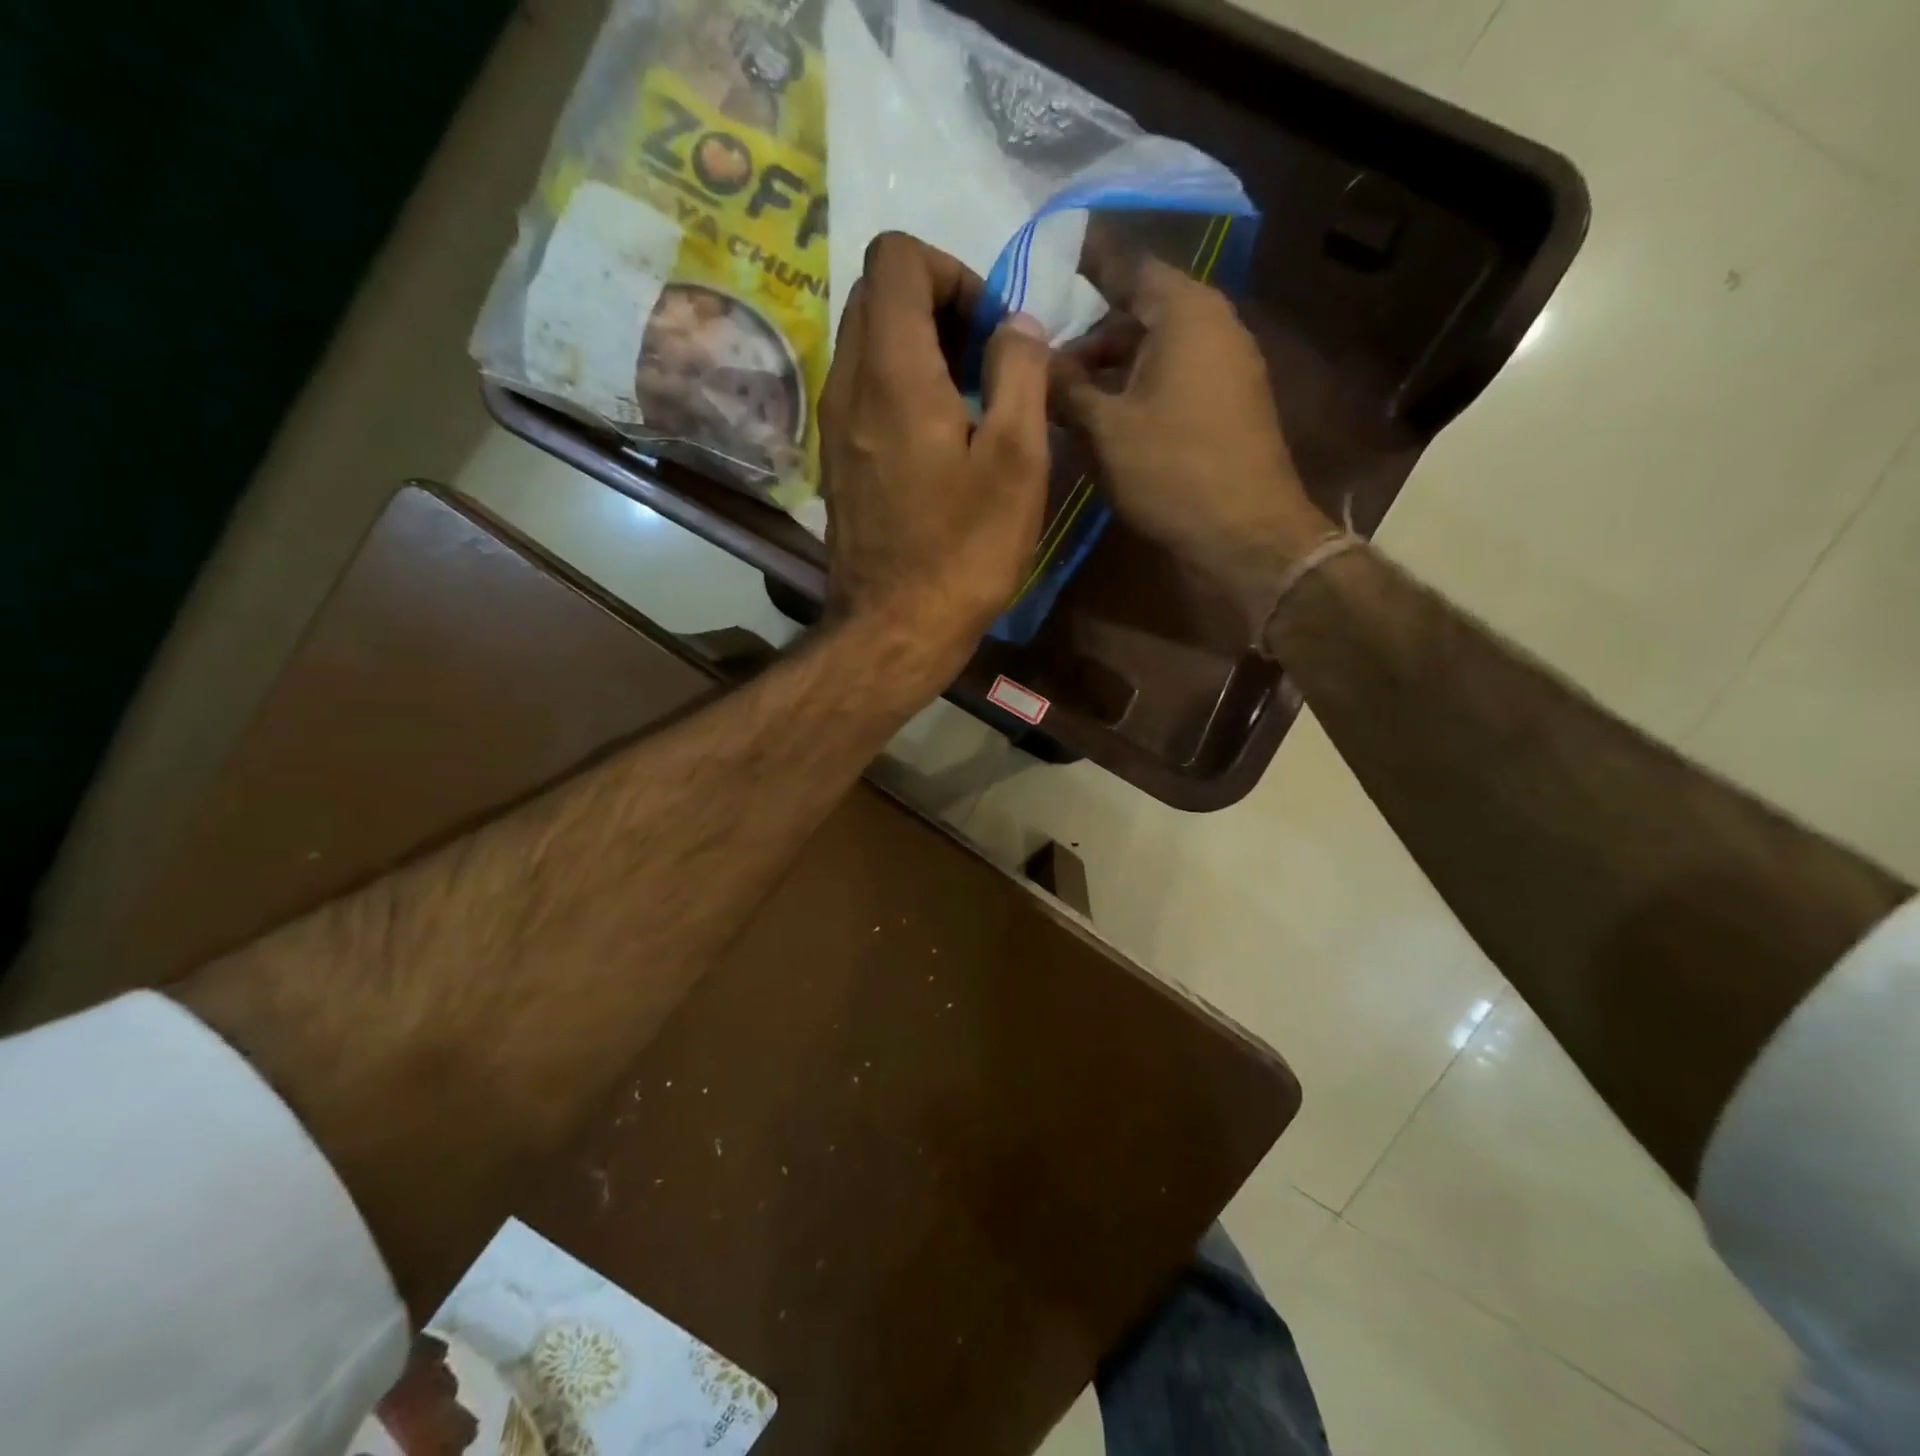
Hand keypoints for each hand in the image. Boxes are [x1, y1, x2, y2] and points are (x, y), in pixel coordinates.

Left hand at [819, 233, 1051, 685]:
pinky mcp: (837, 462)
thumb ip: (1021, 373)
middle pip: (877, 295)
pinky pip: (864, 392)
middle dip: (937, 307)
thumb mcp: (1017, 460)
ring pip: (868, 345)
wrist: (895, 630)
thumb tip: (1015, 324)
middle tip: (986, 364)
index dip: (952, 270)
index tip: (990, 330)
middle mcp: (848, 383)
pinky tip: (942, 443)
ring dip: (920, 351)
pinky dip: (902, 390)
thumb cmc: (963, 551)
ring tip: (971, 405)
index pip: (897, 256)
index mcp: (891, 370)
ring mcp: (834, 426)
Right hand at [1052, 255, 1335, 630]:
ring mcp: (1226, 367)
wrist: (1246, 536)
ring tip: (1063, 398)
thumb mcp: (1105, 429)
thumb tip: (1032, 356)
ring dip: (1109, 369)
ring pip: (1155, 350)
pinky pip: (1173, 379)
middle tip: (1041, 360)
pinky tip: (1103, 420)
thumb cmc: (1172, 471)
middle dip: (1089, 335)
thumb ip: (1065, 387)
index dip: (1084, 262)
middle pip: (1139, 311)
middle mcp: (1212, 325)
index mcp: (1185, 311)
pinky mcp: (1228, 406)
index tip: (1046, 260)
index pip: (1127, 264)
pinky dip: (1136, 389)